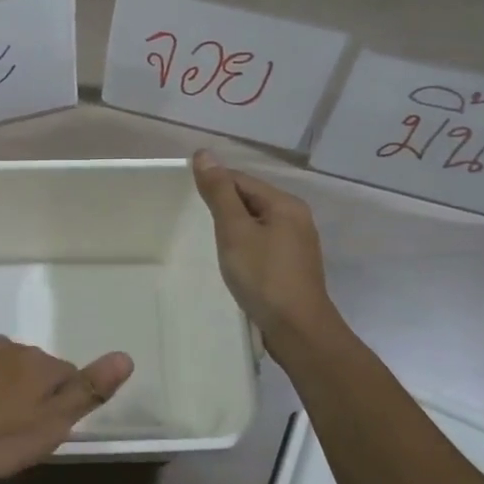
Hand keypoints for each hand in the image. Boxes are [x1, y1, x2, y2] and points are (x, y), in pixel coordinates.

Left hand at [0, 337, 133, 483]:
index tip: (48, 427)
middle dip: (28, 389)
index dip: (62, 400)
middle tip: (15, 429)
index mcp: (38, 363)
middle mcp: (7, 346)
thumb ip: (89, 390)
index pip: (66, 374)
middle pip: (30, 366)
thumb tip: (126, 356)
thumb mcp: (52, 425)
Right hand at [190, 149, 333, 343]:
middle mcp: (296, 218)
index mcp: (285, 204)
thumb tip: (204, 154)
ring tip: (210, 241)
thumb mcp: (235, 231)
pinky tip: (233, 261)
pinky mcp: (293, 266)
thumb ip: (219, 193)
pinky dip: (245, 246)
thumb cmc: (263, 276)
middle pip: (251, 200)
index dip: (214, 184)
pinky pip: (263, 243)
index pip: (241, 180)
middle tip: (194, 221)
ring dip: (234, 228)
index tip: (186, 197)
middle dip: (224, 207)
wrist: (297, 330)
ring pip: (257, 223)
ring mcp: (297, 244)